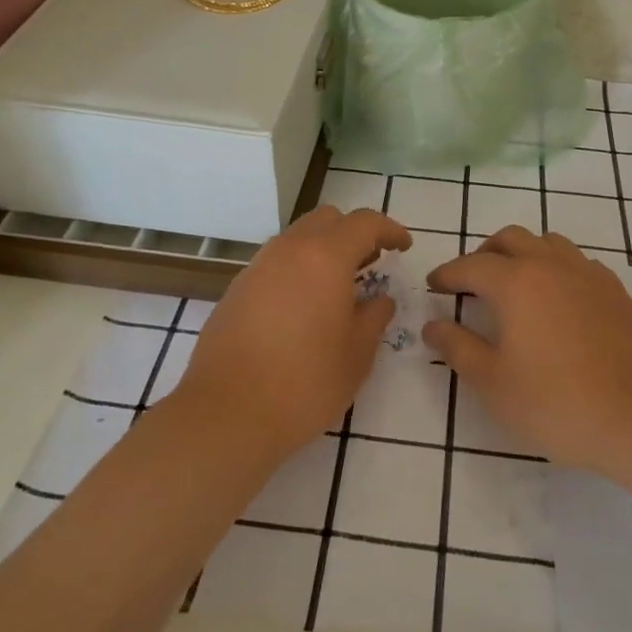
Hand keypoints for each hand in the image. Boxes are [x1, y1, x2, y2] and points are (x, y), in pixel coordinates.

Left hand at [176, 206, 410, 455]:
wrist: (227, 412)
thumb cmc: (305, 382)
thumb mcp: (357, 354)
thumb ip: (374, 317)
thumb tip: (379, 300)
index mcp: (325, 257)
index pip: (364, 223)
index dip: (389, 229)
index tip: (403, 246)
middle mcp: (289, 250)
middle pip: (327, 220)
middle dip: (353, 233)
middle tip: (371, 263)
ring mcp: (257, 267)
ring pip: (297, 238)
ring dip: (323, 249)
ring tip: (338, 287)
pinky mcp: (237, 289)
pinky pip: (275, 263)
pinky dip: (297, 269)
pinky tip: (303, 307)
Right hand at [424, 226, 631, 472]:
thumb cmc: (556, 403)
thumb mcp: (492, 383)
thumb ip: (457, 348)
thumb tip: (432, 325)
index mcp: (516, 282)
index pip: (471, 265)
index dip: (447, 273)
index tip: (433, 285)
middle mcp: (551, 265)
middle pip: (510, 238)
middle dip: (484, 253)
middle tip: (471, 280)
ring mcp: (588, 274)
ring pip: (547, 242)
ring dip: (523, 253)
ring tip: (514, 283)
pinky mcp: (615, 290)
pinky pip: (577, 262)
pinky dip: (557, 268)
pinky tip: (557, 299)